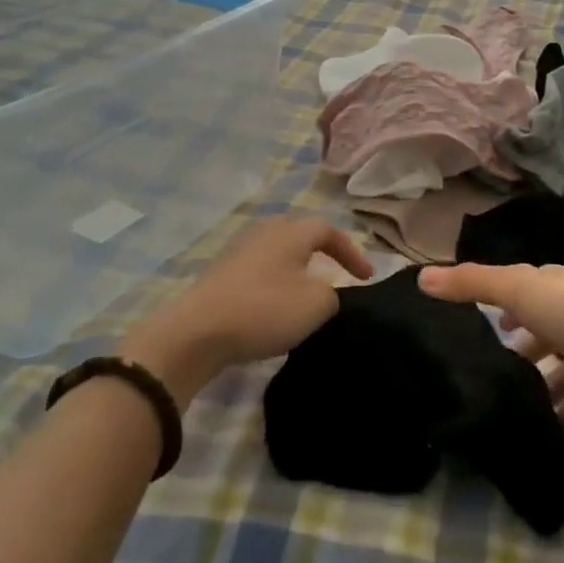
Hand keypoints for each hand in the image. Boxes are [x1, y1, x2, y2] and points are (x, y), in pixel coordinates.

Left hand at [124, 218, 372, 405]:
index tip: (366, 278)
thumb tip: (322, 292)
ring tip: (306, 291)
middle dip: (319, 250)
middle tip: (334, 270)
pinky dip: (274, 282)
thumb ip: (331, 293)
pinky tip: (274, 305)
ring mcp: (237, 252)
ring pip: (276, 252)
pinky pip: (257, 270)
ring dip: (295, 268)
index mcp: (289, 233)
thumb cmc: (264, 310)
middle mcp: (262, 233)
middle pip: (297, 233)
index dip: (352, 252)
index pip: (328, 230)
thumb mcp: (316, 304)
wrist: (197, 332)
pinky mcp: (219, 275)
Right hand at [419, 263, 563, 433]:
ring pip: (560, 373)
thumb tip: (422, 277)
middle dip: (518, 352)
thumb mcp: (521, 291)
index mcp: (557, 288)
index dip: (501, 305)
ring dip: (538, 389)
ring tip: (506, 412)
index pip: (523, 292)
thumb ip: (473, 284)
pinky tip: (540, 434)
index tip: (475, 327)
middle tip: (484, 378)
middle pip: (542, 334)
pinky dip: (563, 418)